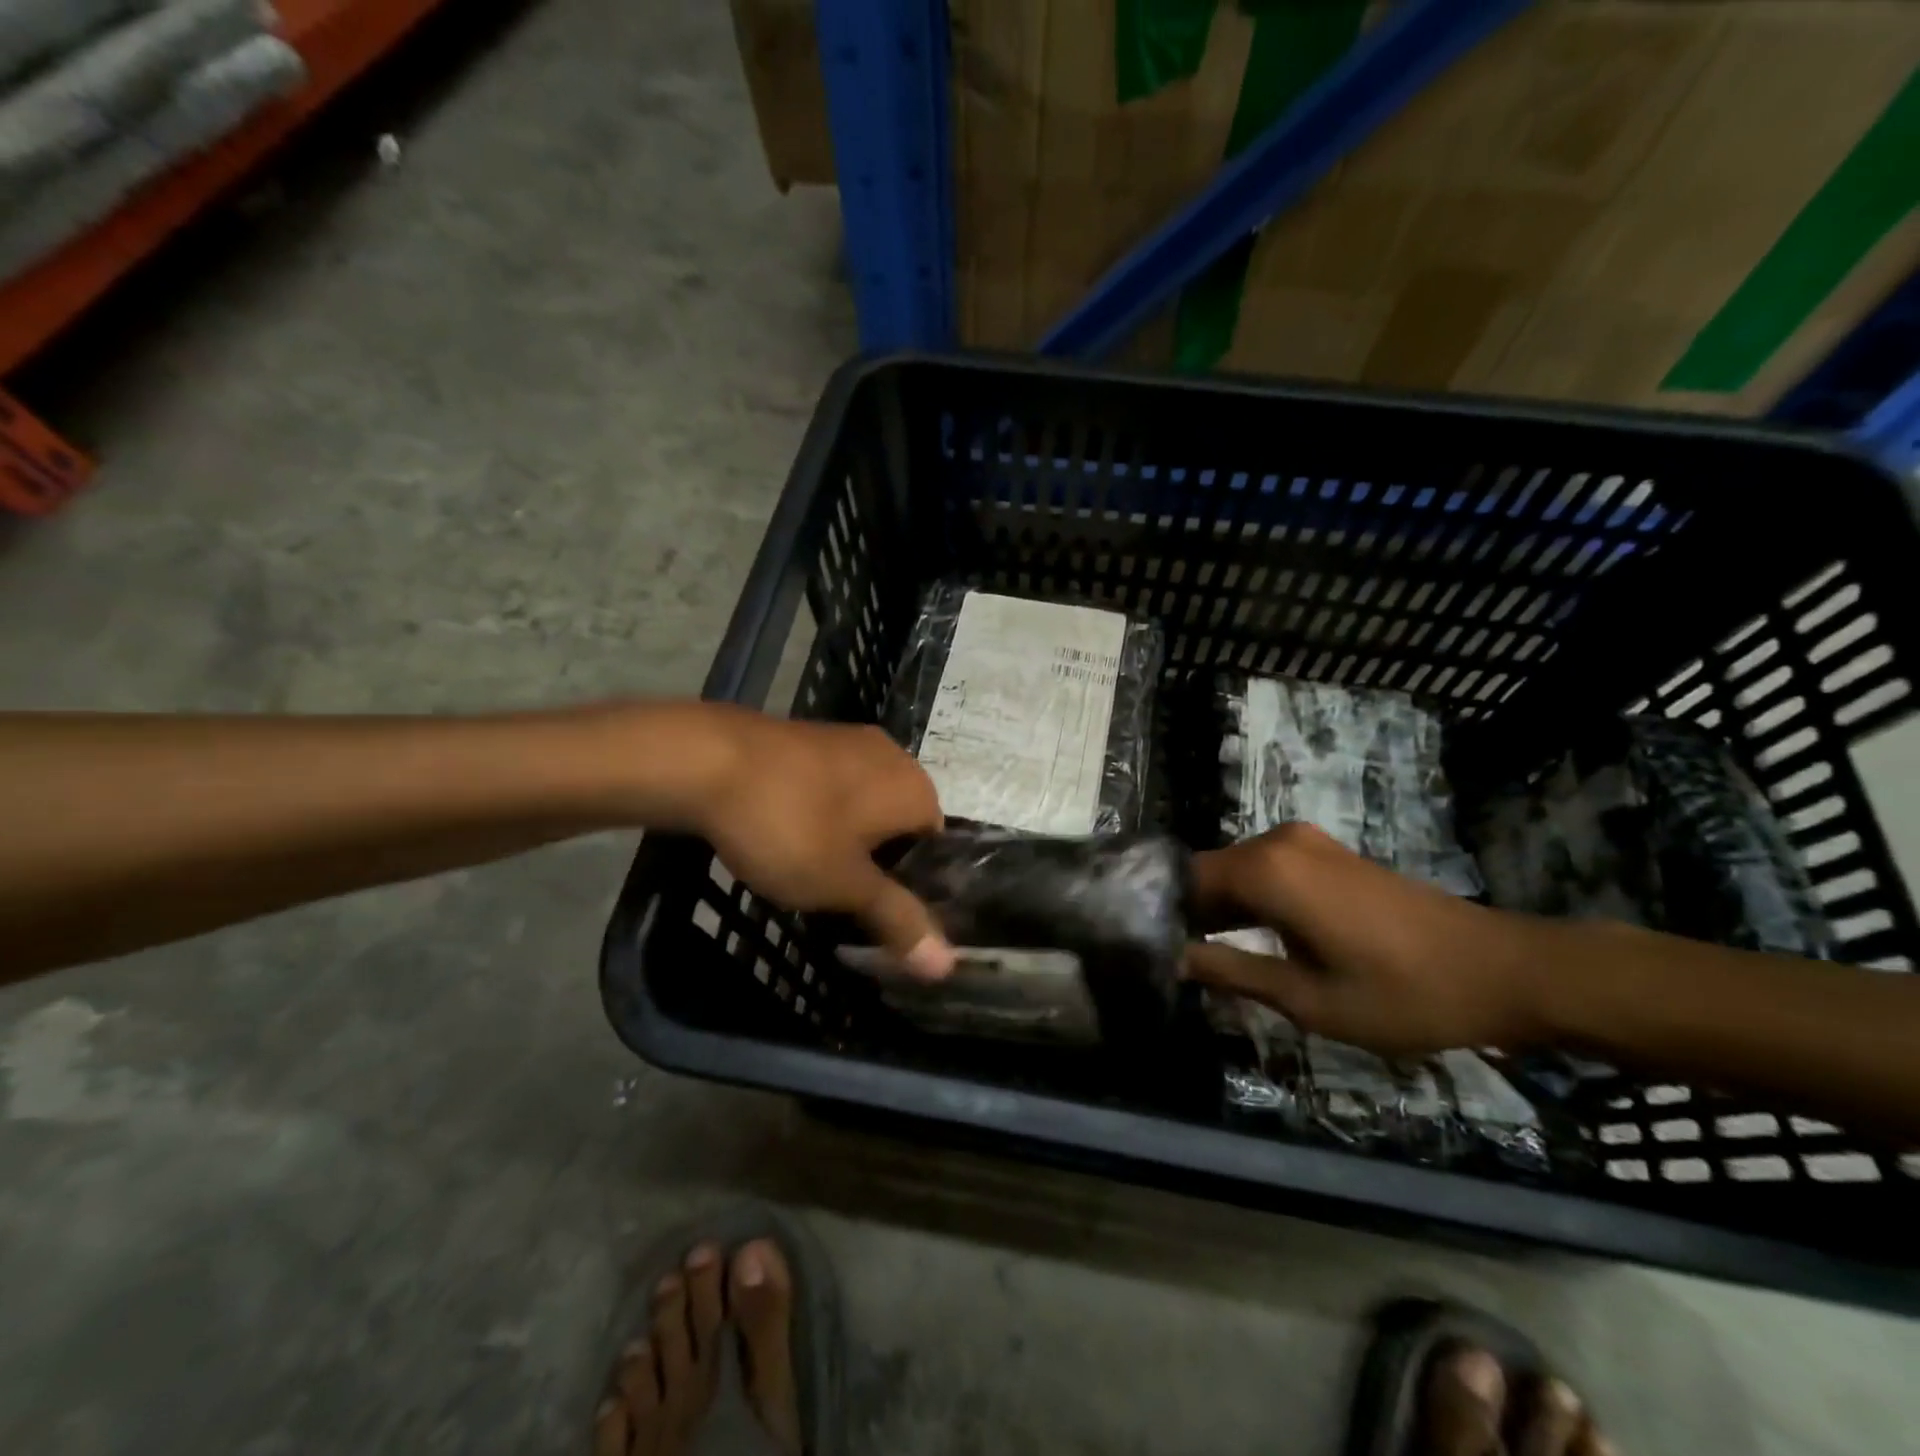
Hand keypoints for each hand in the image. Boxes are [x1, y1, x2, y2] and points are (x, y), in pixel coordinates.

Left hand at [690, 706, 955, 977]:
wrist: (708, 760)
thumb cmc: (790, 826)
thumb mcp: (844, 885)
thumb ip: (897, 919)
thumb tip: (947, 965)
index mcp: (916, 789)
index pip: (935, 848)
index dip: (912, 887)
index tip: (880, 915)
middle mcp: (894, 756)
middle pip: (900, 824)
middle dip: (877, 862)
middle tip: (844, 899)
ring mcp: (850, 740)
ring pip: (864, 803)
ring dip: (847, 837)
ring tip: (811, 870)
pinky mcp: (811, 736)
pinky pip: (832, 784)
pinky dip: (820, 811)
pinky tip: (787, 833)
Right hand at [1186, 824, 1544, 1054]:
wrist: (1504, 970)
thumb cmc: (1403, 993)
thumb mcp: (1308, 999)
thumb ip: (1232, 972)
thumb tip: (1173, 958)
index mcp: (1267, 870)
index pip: (1185, 878)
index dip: (1162, 911)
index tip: (1146, 947)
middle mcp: (1278, 842)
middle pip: (1209, 872)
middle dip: (1188, 912)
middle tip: (1173, 960)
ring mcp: (1306, 843)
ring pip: (1237, 872)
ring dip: (1220, 909)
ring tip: (1205, 955)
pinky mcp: (1328, 854)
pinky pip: (1268, 871)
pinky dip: (1251, 901)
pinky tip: (1250, 938)